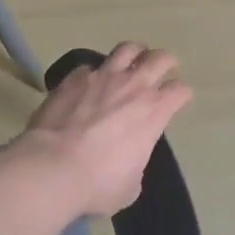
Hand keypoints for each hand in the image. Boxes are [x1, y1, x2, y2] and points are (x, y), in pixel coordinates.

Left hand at [17, 43, 192, 217]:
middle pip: (160, 59)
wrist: (53, 167)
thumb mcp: (130, 185)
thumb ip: (135, 163)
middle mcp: (132, 86)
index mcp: (154, 111)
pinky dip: (94, 73)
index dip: (181, 95)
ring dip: (134, 53)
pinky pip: (90, 67)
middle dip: (166, 62)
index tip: (178, 100)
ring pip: (127, 49)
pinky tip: (89, 83)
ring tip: (133, 59)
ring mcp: (102, 76)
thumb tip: (127, 160)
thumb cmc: (98, 183)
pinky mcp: (74, 77)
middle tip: (164, 67)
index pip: (180, 91)